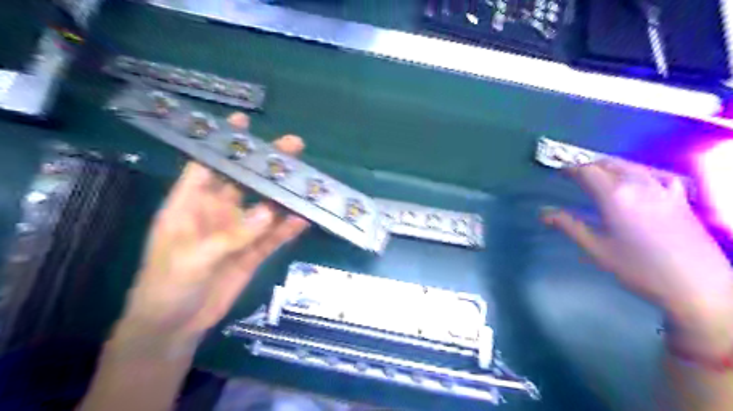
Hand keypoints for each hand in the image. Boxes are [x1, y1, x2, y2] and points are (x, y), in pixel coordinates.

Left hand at [116, 112, 307, 342]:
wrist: (175, 326)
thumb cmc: (167, 286)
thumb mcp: (192, 258)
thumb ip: (232, 235)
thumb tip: (269, 211)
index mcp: (189, 205)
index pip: (207, 166)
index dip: (224, 143)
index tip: (243, 122)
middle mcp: (216, 213)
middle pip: (245, 181)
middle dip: (266, 164)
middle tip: (294, 147)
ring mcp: (238, 232)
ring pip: (265, 207)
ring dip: (284, 195)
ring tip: (307, 180)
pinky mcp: (253, 252)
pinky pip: (274, 236)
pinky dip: (289, 227)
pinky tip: (306, 217)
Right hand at [537, 160, 731, 335]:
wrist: (697, 286)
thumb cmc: (638, 268)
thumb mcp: (597, 249)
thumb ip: (569, 226)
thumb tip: (543, 213)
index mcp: (614, 196)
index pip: (587, 171)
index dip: (570, 168)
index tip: (559, 172)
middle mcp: (638, 185)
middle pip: (608, 163)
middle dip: (588, 165)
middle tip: (574, 174)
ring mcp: (661, 189)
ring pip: (630, 166)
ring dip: (609, 166)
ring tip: (598, 176)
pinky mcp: (678, 198)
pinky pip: (653, 175)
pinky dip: (637, 173)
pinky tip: (636, 183)